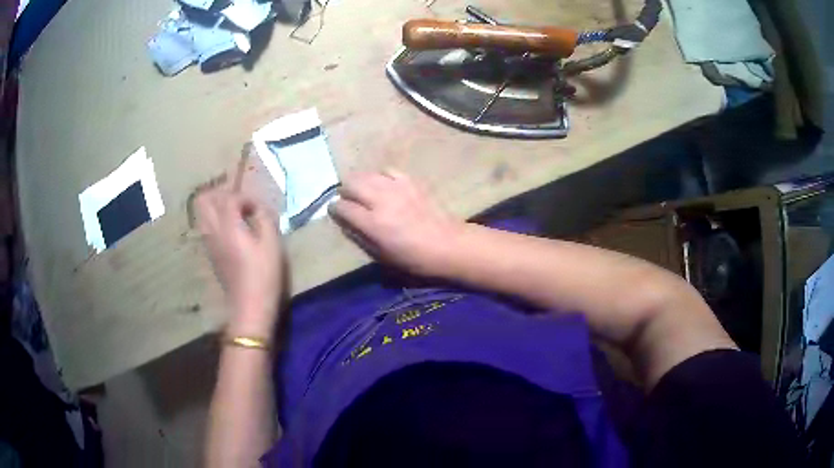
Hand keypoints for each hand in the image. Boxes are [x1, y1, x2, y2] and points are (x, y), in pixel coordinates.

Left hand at [195, 183, 282, 335]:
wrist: (250, 306)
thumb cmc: (264, 274)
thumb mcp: (272, 243)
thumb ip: (264, 218)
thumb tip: (258, 208)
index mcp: (228, 226)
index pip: (228, 198)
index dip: (244, 197)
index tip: (257, 208)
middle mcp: (213, 231)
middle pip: (204, 200)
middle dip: (220, 195)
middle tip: (237, 203)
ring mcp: (209, 243)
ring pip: (201, 214)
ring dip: (215, 208)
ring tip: (234, 215)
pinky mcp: (210, 254)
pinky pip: (205, 227)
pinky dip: (215, 221)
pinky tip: (231, 231)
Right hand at [329, 170, 463, 275]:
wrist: (448, 244)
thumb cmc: (414, 258)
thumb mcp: (382, 256)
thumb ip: (361, 237)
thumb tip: (346, 223)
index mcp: (373, 223)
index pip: (343, 207)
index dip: (335, 209)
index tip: (335, 211)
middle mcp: (381, 201)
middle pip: (351, 183)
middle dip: (345, 191)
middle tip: (348, 200)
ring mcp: (396, 188)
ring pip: (367, 174)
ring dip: (360, 182)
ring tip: (363, 191)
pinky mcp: (410, 181)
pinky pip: (387, 170)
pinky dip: (380, 176)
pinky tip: (384, 184)